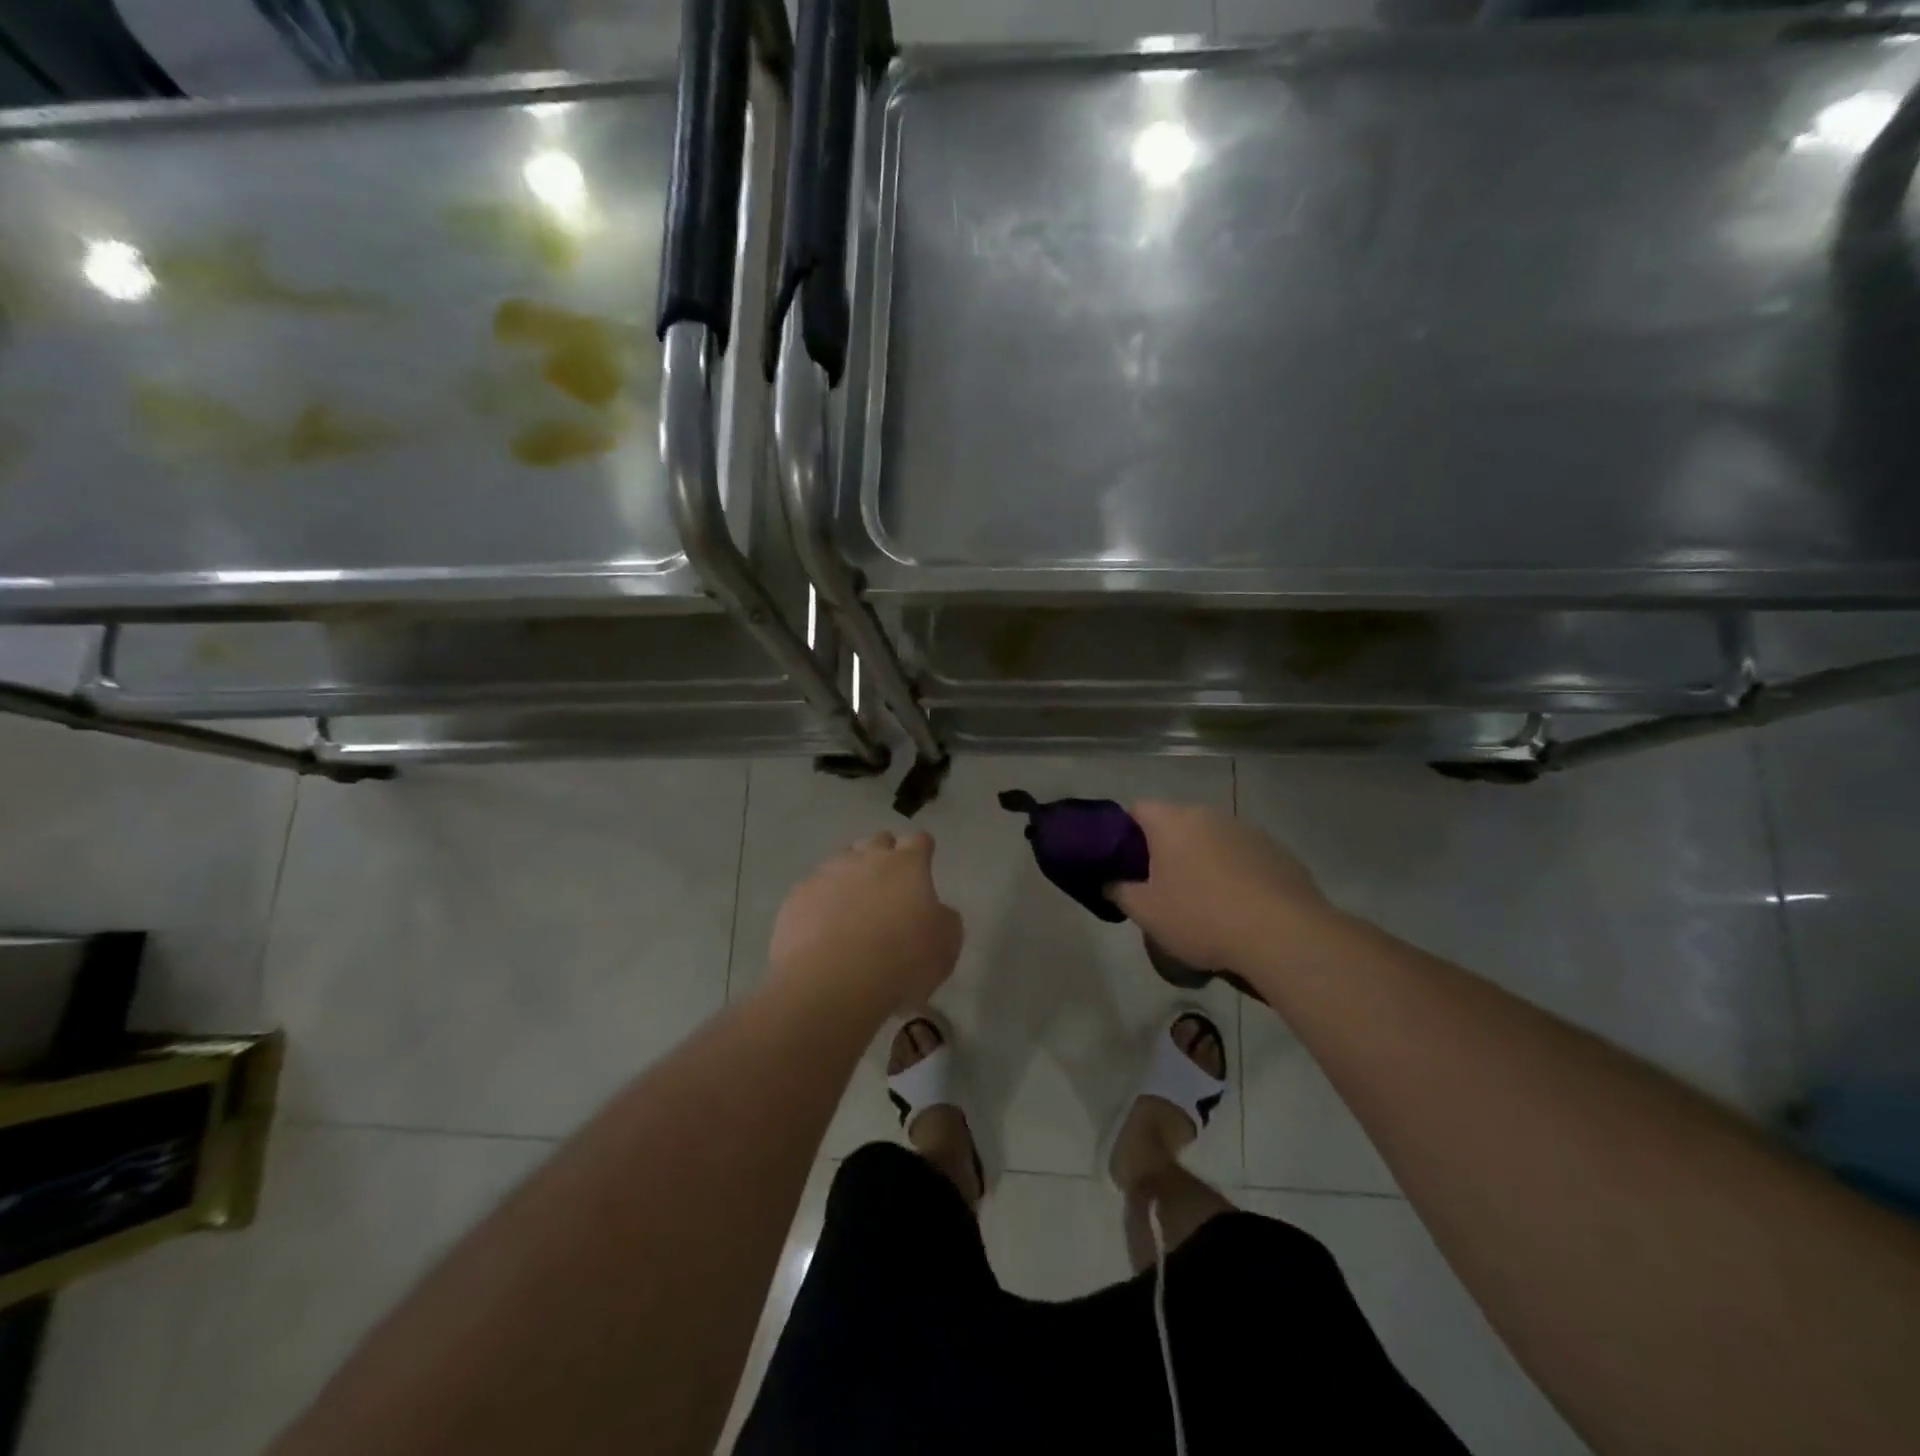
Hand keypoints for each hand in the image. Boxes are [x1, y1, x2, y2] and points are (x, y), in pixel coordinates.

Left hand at [768, 831, 962, 1015]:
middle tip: (888, 886)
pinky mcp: (796, 897)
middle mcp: (865, 859)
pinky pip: (812, 890)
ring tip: (852, 908)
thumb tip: (935, 911)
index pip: (919, 841)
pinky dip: (820, 902)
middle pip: (878, 841)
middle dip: (884, 856)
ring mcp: (826, 874)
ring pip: (841, 861)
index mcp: (907, 865)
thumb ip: (944, 919)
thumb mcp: (946, 946)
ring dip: (850, 876)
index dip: (922, 851)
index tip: (923, 865)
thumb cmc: (901, 961)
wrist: (832, 983)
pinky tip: (822, 929)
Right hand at [1109, 801, 1329, 971]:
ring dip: (1202, 861)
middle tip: (1160, 887)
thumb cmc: (1202, 917)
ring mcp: (1248, 831)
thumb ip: (1119, 891)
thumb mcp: (1146, 912)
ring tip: (1203, 902)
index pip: (1138, 809)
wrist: (1284, 935)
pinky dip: (1235, 874)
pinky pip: (1244, 857)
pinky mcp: (1278, 852)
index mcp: (1172, 821)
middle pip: (1176, 823)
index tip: (1125, 864)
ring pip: (1212, 840)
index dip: (1125, 833)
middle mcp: (1209, 815)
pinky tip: (1239, 908)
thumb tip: (1108, 882)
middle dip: (1165, 849)